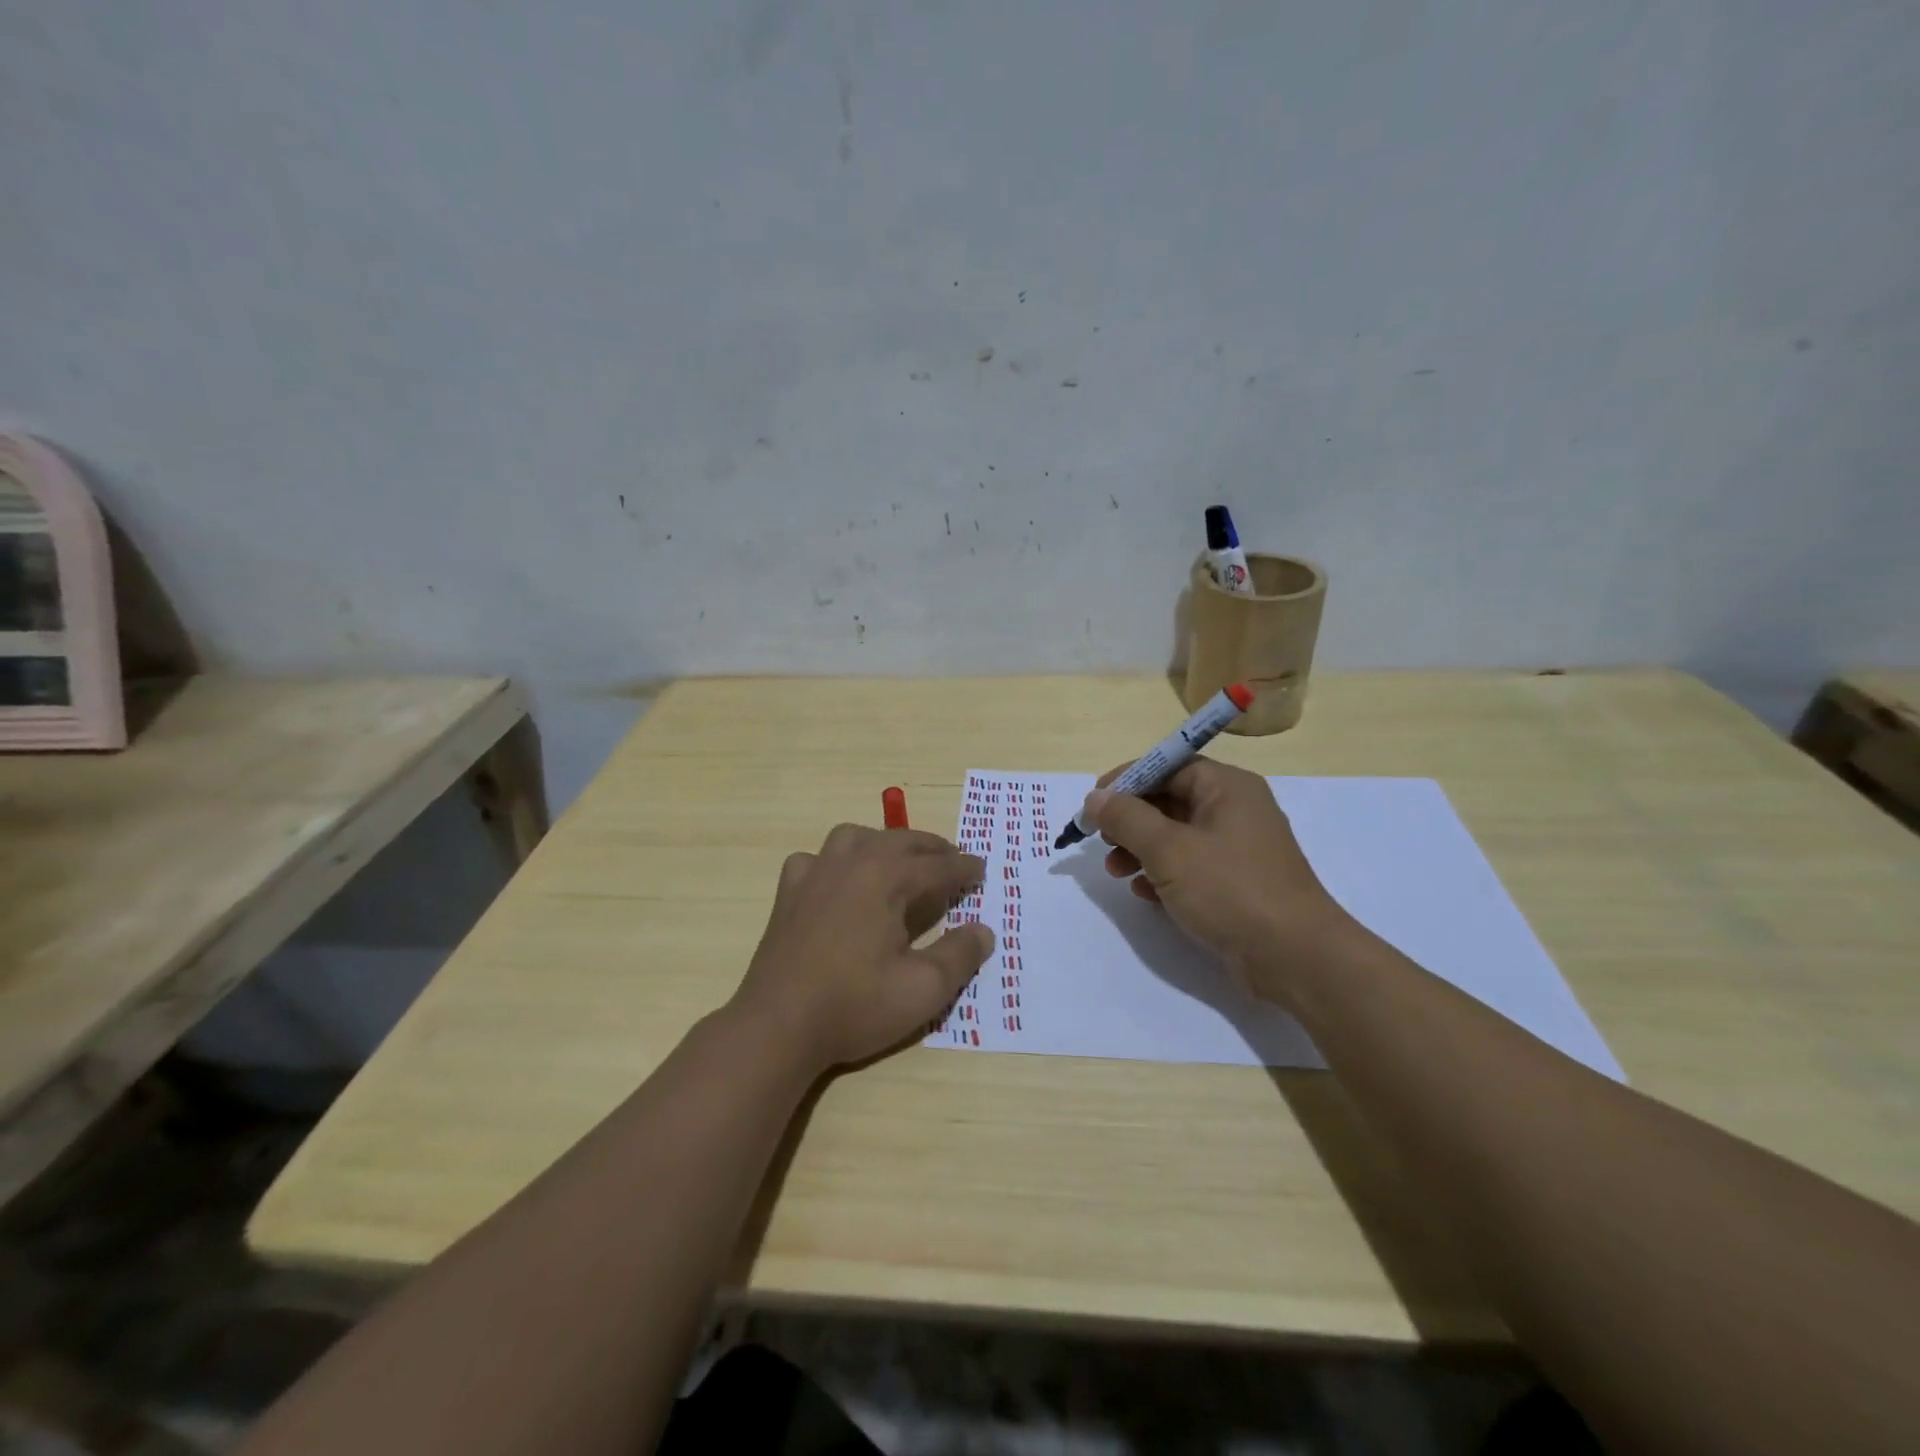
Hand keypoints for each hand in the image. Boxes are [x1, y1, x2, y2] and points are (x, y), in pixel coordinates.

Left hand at [731, 824, 994, 1071]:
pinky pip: (815, 859)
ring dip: (883, 842)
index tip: (981, 869)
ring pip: (854, 837)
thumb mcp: (923, 989)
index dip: (963, 868)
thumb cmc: (855, 1005)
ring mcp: (814, 874)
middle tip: (951, 859)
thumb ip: (960, 956)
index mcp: (885, 878)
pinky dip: (834, 862)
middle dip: (930, 847)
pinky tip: (838, 881)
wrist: (778, 1025)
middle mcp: (850, 864)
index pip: (936, 866)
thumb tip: (984, 930)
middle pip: (898, 841)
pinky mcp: (788, 893)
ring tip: (898, 861)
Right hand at [1085, 758, 1356, 1006]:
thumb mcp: (1169, 849)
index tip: (1094, 803)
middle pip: (1170, 800)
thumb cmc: (1230, 889)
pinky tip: (1144, 893)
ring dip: (1140, 849)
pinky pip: (1190, 866)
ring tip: (1115, 871)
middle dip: (1130, 820)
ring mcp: (1238, 849)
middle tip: (1102, 840)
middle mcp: (1235, 810)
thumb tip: (1095, 797)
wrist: (1295, 957)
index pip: (1169, 766)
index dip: (1128, 780)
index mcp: (1227, 787)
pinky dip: (1162, 874)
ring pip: (1176, 836)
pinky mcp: (1236, 883)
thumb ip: (1126, 818)